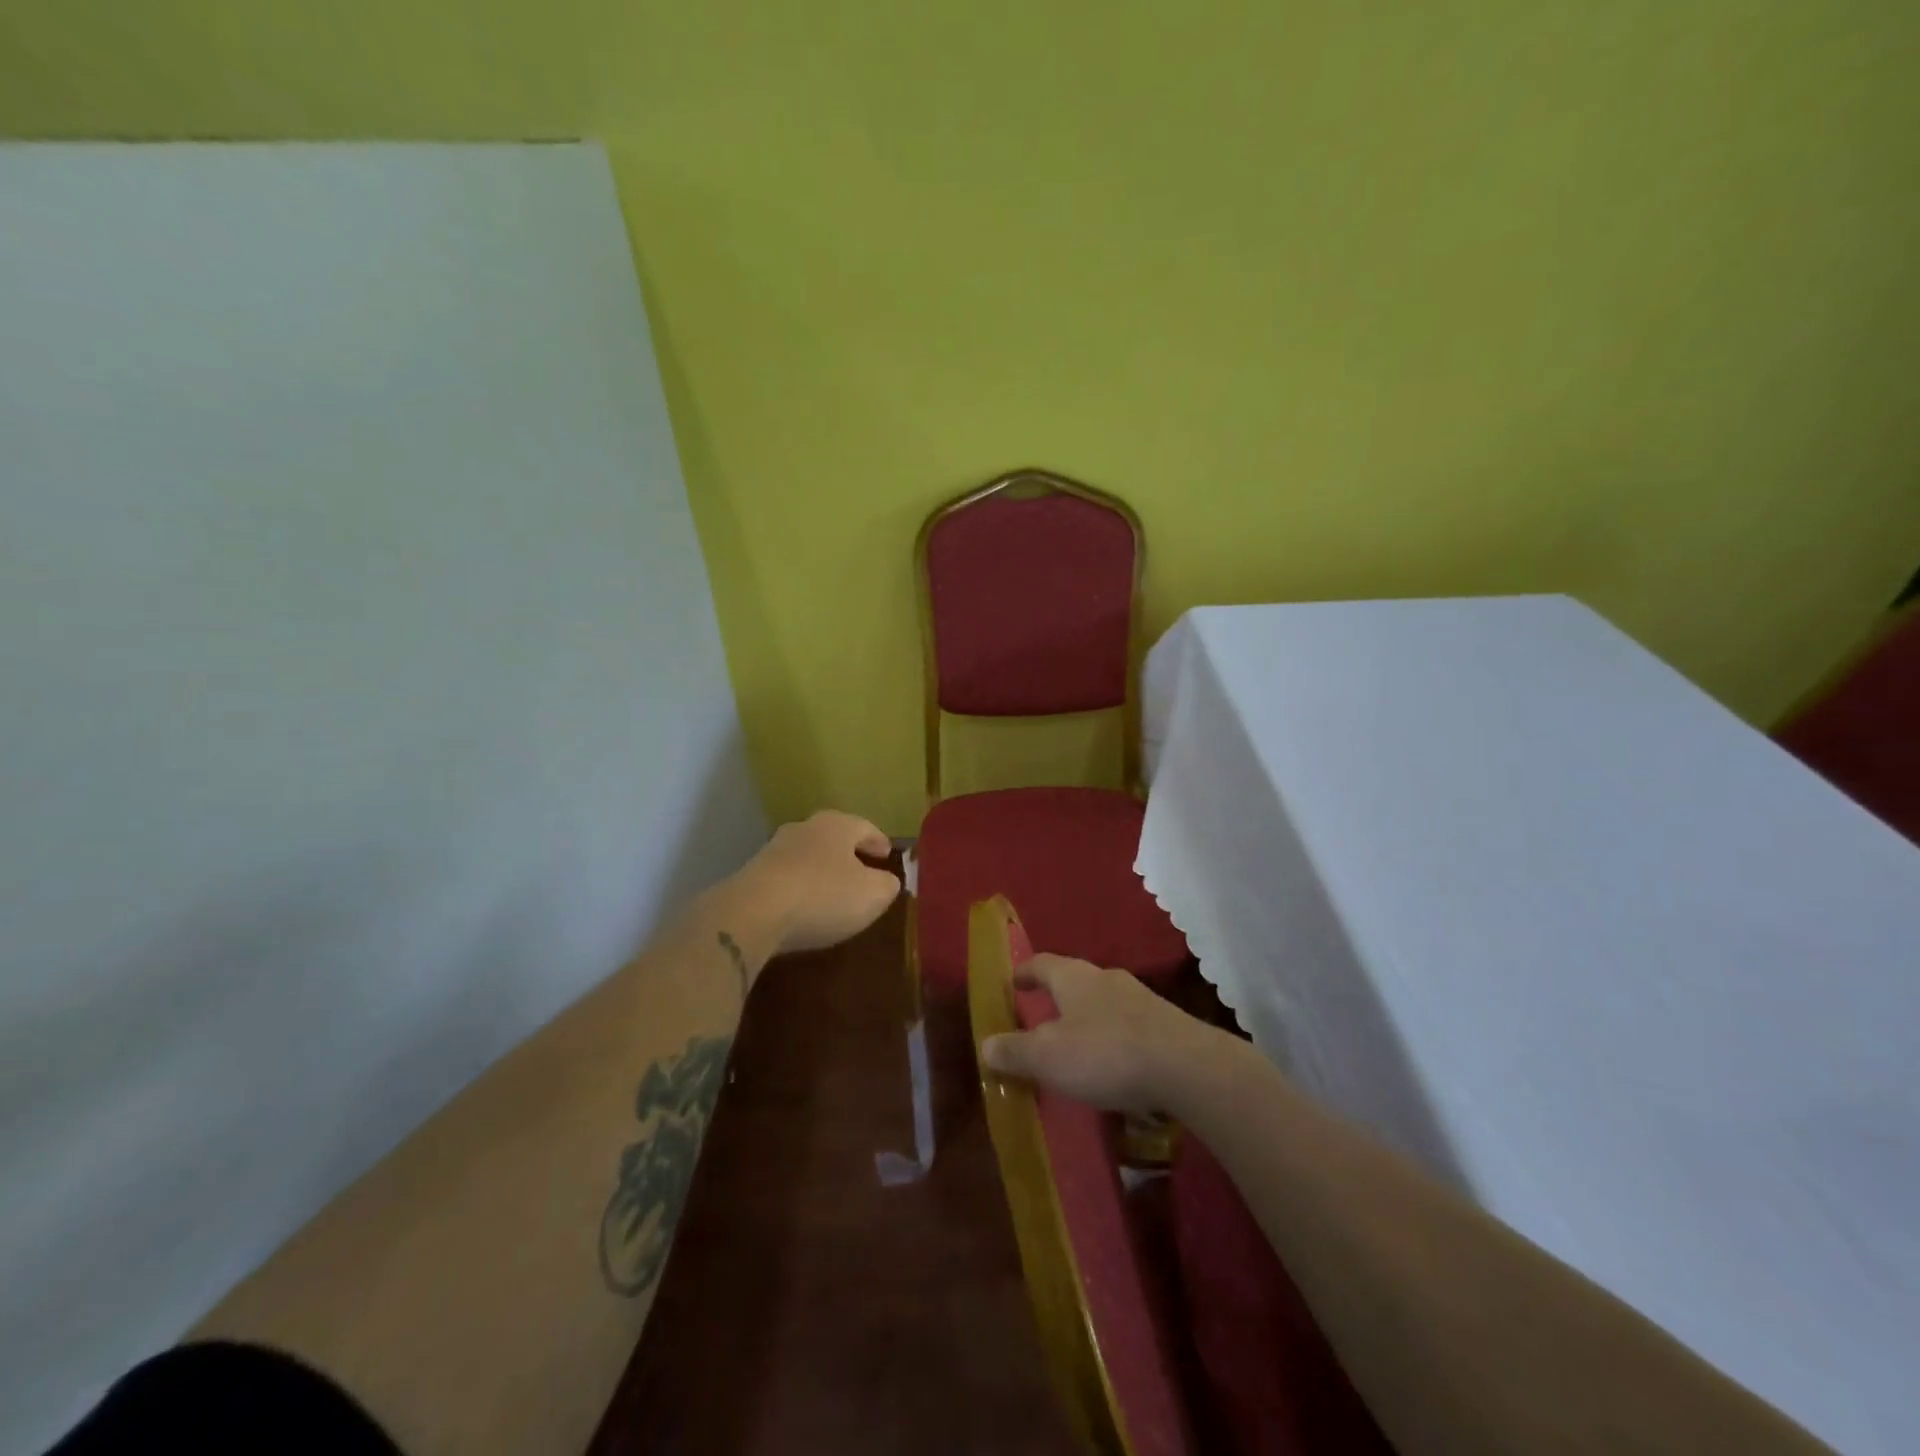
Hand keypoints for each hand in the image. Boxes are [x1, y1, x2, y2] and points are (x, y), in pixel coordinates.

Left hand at [735, 810, 899, 954]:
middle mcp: (804, 829)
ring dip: (821, 869)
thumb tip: (888, 881)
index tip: (887, 854)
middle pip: (832, 836)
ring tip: (833, 890)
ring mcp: (773, 850)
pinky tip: (803, 907)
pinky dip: (799, 887)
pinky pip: (786, 878)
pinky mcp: (751, 876)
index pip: (865, 827)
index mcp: (836, 825)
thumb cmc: (824, 896)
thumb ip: (887, 885)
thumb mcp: (873, 895)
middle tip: (862, 868)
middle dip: (848, 852)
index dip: (878, 841)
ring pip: (806, 855)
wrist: (752, 914)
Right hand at [980, 954, 1235, 1114]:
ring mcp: (1139, 999)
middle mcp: (1105, 978)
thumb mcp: (1048, 1057)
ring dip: (1086, 1019)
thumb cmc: (1105, 1053)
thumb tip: (986, 1044)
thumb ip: (1015, 1050)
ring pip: (1102, 1003)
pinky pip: (1127, 1025)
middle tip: (1040, 1018)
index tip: (1012, 983)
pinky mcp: (1165, 1025)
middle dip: (1056, 997)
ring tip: (1075, 1046)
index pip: (1041, 963)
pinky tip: (1112, 1065)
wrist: (1186, 1067)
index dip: (1024, 972)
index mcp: (1073, 977)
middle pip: (1073, 980)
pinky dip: (1112, 1039)